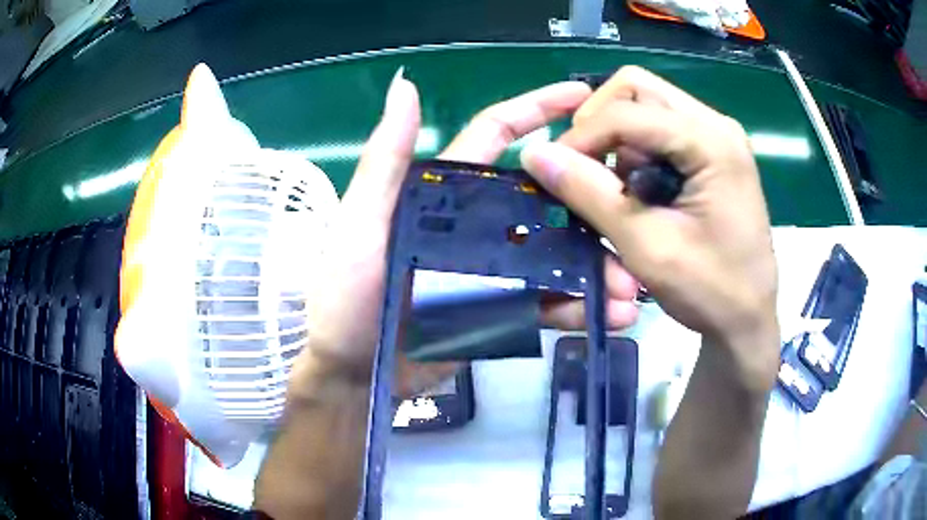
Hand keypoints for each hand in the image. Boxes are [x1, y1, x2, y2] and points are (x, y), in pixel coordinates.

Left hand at [295, 69, 640, 398]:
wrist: (353, 371)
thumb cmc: (346, 294)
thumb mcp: (360, 221)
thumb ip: (387, 158)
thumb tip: (405, 84)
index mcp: (447, 193)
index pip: (498, 135)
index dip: (537, 109)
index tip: (582, 95)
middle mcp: (476, 224)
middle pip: (545, 202)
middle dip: (589, 207)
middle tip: (631, 218)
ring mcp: (492, 270)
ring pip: (555, 257)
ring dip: (595, 268)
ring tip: (631, 287)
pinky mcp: (499, 312)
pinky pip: (545, 304)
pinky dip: (577, 307)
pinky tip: (609, 316)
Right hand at [520, 66, 779, 387]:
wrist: (748, 319)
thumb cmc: (710, 290)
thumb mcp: (647, 246)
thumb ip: (590, 194)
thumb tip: (534, 153)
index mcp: (711, 141)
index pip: (626, 111)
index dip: (581, 137)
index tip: (553, 173)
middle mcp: (715, 124)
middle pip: (636, 89)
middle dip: (598, 122)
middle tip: (584, 167)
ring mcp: (716, 136)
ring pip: (645, 105)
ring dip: (617, 139)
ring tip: (615, 189)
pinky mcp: (713, 152)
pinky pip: (660, 129)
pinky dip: (636, 151)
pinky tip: (638, 190)